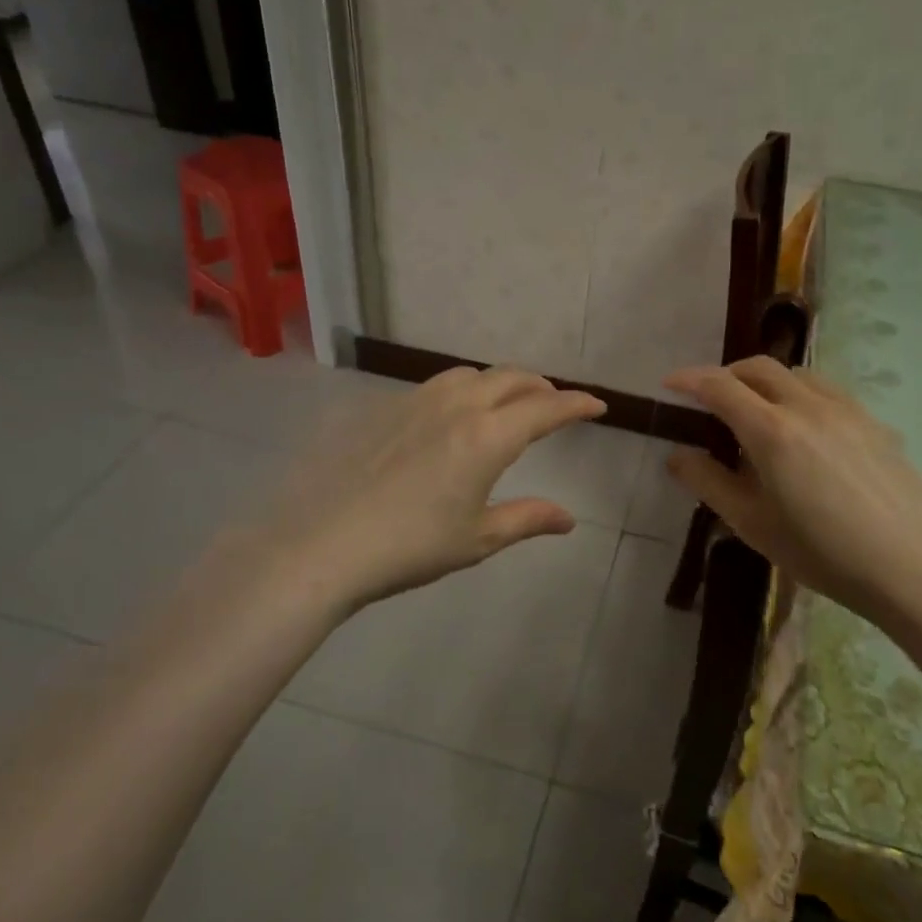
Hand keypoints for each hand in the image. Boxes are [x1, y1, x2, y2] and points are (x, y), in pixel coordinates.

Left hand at [267, 366, 605, 613]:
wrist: (324, 543)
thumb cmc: (410, 546)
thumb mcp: (477, 538)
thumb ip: (526, 519)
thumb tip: (568, 519)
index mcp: (487, 436)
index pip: (545, 409)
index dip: (576, 404)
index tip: (597, 405)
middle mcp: (456, 406)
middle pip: (510, 378)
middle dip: (540, 387)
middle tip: (553, 404)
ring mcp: (415, 401)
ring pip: (470, 375)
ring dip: (498, 383)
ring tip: (503, 405)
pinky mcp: (383, 409)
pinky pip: (434, 386)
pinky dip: (460, 392)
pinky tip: (448, 419)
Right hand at [664, 357, 921, 626]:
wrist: (911, 566)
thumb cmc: (822, 552)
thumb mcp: (753, 524)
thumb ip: (709, 483)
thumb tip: (677, 455)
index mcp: (772, 431)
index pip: (720, 387)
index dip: (689, 380)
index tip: (669, 383)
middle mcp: (808, 406)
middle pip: (759, 367)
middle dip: (726, 374)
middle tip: (709, 398)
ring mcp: (846, 410)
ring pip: (796, 374)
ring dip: (765, 380)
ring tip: (756, 410)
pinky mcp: (873, 422)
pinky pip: (826, 390)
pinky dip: (799, 392)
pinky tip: (804, 427)